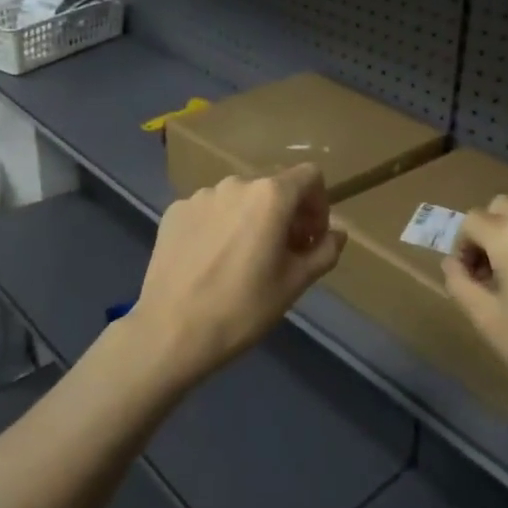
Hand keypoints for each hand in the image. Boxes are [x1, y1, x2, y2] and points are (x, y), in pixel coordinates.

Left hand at [127, 166, 344, 390]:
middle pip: (273, 188)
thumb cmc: (243, 308)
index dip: (319, 204)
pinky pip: (209, 211)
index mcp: (271, 196)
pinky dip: (219, 227)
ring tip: (243, 260)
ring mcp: (200, 195)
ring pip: (239, 200)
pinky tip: (211, 262)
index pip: (310, 176)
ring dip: (251, 220)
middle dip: (286, 215)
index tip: (312, 238)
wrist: (170, 331)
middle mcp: (236, 184)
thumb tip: (337, 234)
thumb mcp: (295, 284)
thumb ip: (324, 251)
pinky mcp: (174, 211)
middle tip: (283, 254)